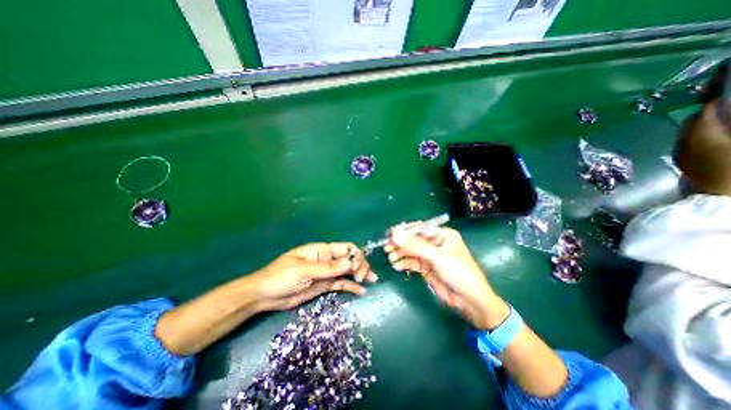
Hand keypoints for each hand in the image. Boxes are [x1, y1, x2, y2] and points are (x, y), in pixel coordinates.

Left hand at [251, 244, 376, 310]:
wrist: (264, 296)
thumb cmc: (281, 276)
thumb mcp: (304, 270)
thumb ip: (327, 267)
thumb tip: (350, 262)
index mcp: (322, 250)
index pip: (345, 248)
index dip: (355, 255)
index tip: (357, 268)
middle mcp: (327, 260)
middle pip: (349, 259)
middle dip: (360, 265)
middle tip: (366, 277)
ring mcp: (326, 273)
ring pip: (347, 271)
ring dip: (360, 274)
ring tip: (371, 281)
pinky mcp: (324, 285)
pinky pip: (341, 284)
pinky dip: (351, 286)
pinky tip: (361, 290)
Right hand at [383, 227, 509, 327]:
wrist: (470, 302)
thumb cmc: (459, 273)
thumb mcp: (437, 257)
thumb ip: (415, 245)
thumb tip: (394, 233)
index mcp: (442, 234)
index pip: (419, 228)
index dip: (404, 231)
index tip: (389, 235)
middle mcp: (435, 243)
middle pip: (413, 240)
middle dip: (400, 244)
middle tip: (386, 248)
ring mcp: (430, 256)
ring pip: (411, 251)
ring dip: (400, 254)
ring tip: (390, 258)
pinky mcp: (426, 268)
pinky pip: (412, 262)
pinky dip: (404, 263)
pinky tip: (397, 266)